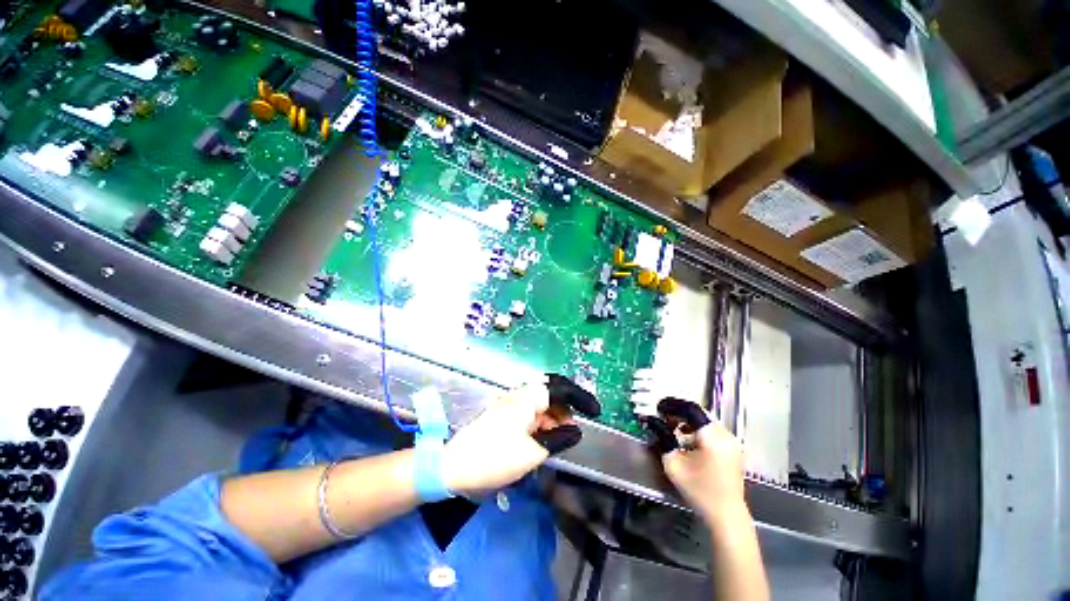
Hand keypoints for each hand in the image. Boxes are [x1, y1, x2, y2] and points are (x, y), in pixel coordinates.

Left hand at [441, 376, 598, 496]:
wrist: (453, 466)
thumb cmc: (495, 457)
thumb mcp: (532, 452)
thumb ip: (558, 439)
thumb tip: (576, 430)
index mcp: (528, 398)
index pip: (561, 389)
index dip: (581, 397)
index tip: (595, 412)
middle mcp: (520, 395)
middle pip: (551, 393)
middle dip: (567, 407)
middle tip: (576, 426)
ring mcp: (510, 404)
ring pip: (541, 403)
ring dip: (555, 416)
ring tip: (563, 436)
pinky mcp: (504, 415)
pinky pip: (530, 412)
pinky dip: (542, 422)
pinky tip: (545, 438)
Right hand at [647, 398, 745, 519]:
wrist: (726, 517)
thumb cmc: (699, 490)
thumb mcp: (673, 463)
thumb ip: (662, 438)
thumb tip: (651, 421)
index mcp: (712, 435)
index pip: (690, 408)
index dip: (672, 405)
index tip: (658, 408)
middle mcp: (725, 434)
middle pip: (699, 413)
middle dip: (679, 413)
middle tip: (663, 418)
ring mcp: (731, 442)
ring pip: (705, 421)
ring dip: (688, 422)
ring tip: (672, 429)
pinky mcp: (732, 451)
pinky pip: (712, 431)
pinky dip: (697, 430)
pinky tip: (687, 441)